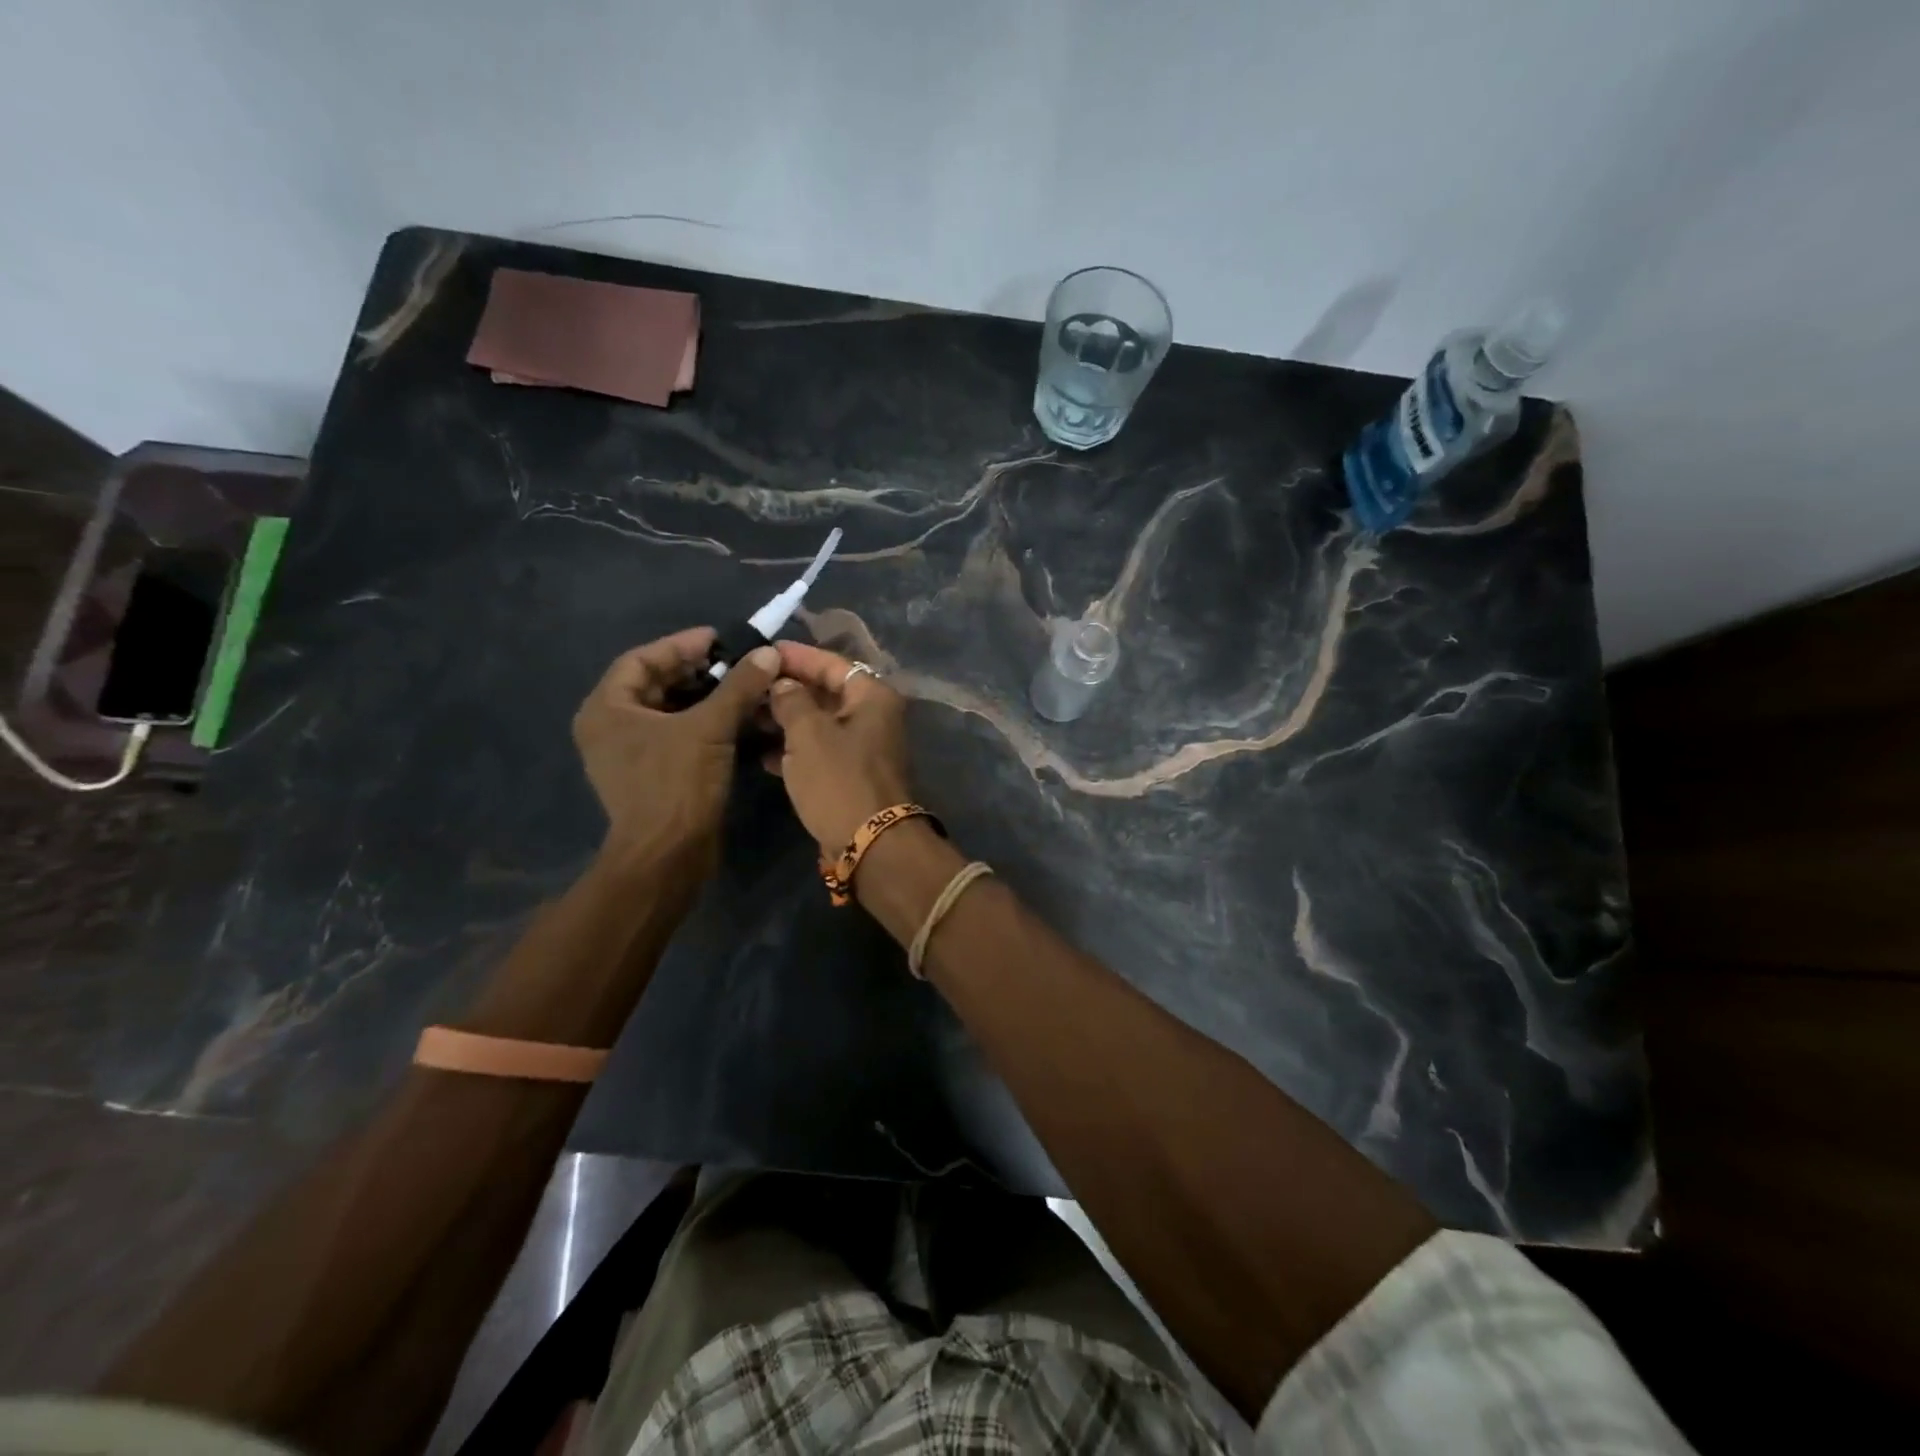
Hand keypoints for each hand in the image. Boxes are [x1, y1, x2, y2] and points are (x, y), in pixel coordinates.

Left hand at [572, 629, 779, 869]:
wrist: (667, 856)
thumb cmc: (677, 785)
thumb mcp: (709, 728)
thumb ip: (737, 687)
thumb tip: (767, 653)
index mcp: (607, 709)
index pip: (641, 660)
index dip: (681, 645)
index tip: (719, 639)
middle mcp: (610, 727)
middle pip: (654, 684)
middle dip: (696, 671)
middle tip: (736, 663)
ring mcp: (629, 754)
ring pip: (668, 711)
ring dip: (704, 697)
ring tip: (742, 687)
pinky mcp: (650, 774)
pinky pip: (675, 735)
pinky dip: (703, 723)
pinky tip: (735, 719)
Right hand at [766, 642, 912, 855]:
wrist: (870, 843)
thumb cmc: (839, 779)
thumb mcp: (808, 734)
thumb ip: (792, 700)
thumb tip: (784, 683)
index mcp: (872, 697)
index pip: (832, 663)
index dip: (797, 656)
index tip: (764, 652)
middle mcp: (874, 716)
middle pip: (826, 693)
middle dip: (788, 690)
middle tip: (748, 685)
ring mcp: (865, 748)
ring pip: (821, 724)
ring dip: (787, 721)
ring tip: (748, 717)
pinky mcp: (853, 775)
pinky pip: (821, 752)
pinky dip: (796, 750)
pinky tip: (764, 755)